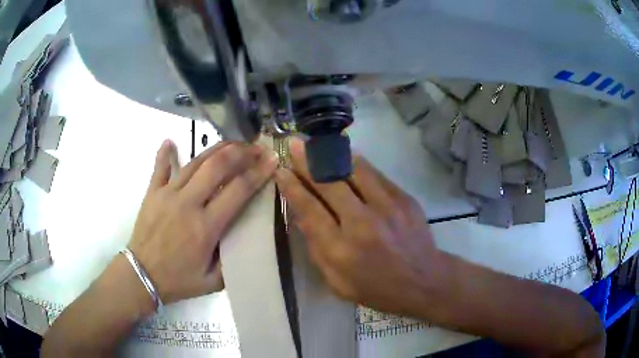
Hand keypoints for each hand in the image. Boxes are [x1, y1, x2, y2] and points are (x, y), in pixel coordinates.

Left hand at [129, 140, 277, 304]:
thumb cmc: (178, 281)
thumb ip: (232, 262)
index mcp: (206, 227)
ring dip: (216, 148)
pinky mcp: (152, 193)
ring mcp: (167, 194)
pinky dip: (165, 153)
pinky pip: (160, 168)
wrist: (141, 276)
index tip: (272, 159)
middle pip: (217, 166)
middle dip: (241, 152)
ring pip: (195, 162)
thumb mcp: (212, 281)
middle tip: (256, 147)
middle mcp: (188, 203)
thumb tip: (247, 241)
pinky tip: (170, 141)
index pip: (238, 190)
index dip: (258, 172)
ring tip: (233, 143)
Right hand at [275, 138, 446, 316]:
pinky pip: (375, 174)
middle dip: (307, 161)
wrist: (423, 281)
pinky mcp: (404, 199)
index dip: (292, 187)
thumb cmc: (376, 288)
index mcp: (340, 249)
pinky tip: (346, 154)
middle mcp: (362, 223)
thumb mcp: (336, 282)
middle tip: (294, 144)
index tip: (281, 170)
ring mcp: (387, 207)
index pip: (309, 209)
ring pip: (353, 169)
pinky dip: (357, 162)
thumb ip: (316, 248)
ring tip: (318, 142)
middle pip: (328, 183)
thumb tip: (302, 214)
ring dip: (331, 153)